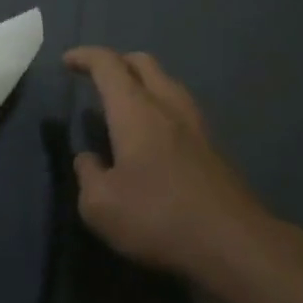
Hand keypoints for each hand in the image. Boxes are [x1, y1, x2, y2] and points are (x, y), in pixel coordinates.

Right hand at [66, 47, 296, 286]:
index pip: (107, 64)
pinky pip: (181, 110)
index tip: (68, 61)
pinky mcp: (213, 150)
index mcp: (134, 110)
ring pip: (167, 83)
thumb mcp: (101, 205)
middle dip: (117, 61)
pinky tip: (155, 136)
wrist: (235, 245)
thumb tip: (89, 160)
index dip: (85, 57)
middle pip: (143, 63)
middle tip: (98, 76)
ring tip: (126, 103)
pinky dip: (162, 108)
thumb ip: (87, 175)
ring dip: (144, 83)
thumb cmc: (158, 217)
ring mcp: (196, 126)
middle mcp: (167, 106)